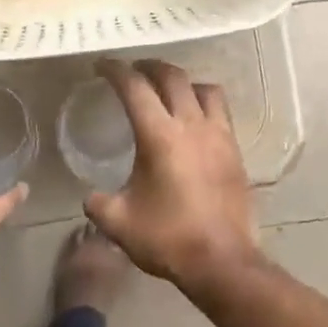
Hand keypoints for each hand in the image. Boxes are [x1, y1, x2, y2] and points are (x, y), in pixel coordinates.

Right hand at [83, 60, 262, 292]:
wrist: (222, 261)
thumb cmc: (168, 238)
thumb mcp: (118, 222)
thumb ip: (97, 202)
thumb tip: (91, 196)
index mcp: (159, 136)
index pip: (135, 87)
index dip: (115, 70)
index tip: (102, 65)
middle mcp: (192, 126)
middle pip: (172, 77)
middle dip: (149, 67)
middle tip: (132, 70)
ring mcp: (219, 136)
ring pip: (204, 89)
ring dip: (183, 82)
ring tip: (168, 91)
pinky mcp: (235, 151)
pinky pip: (221, 112)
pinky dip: (203, 104)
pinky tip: (193, 122)